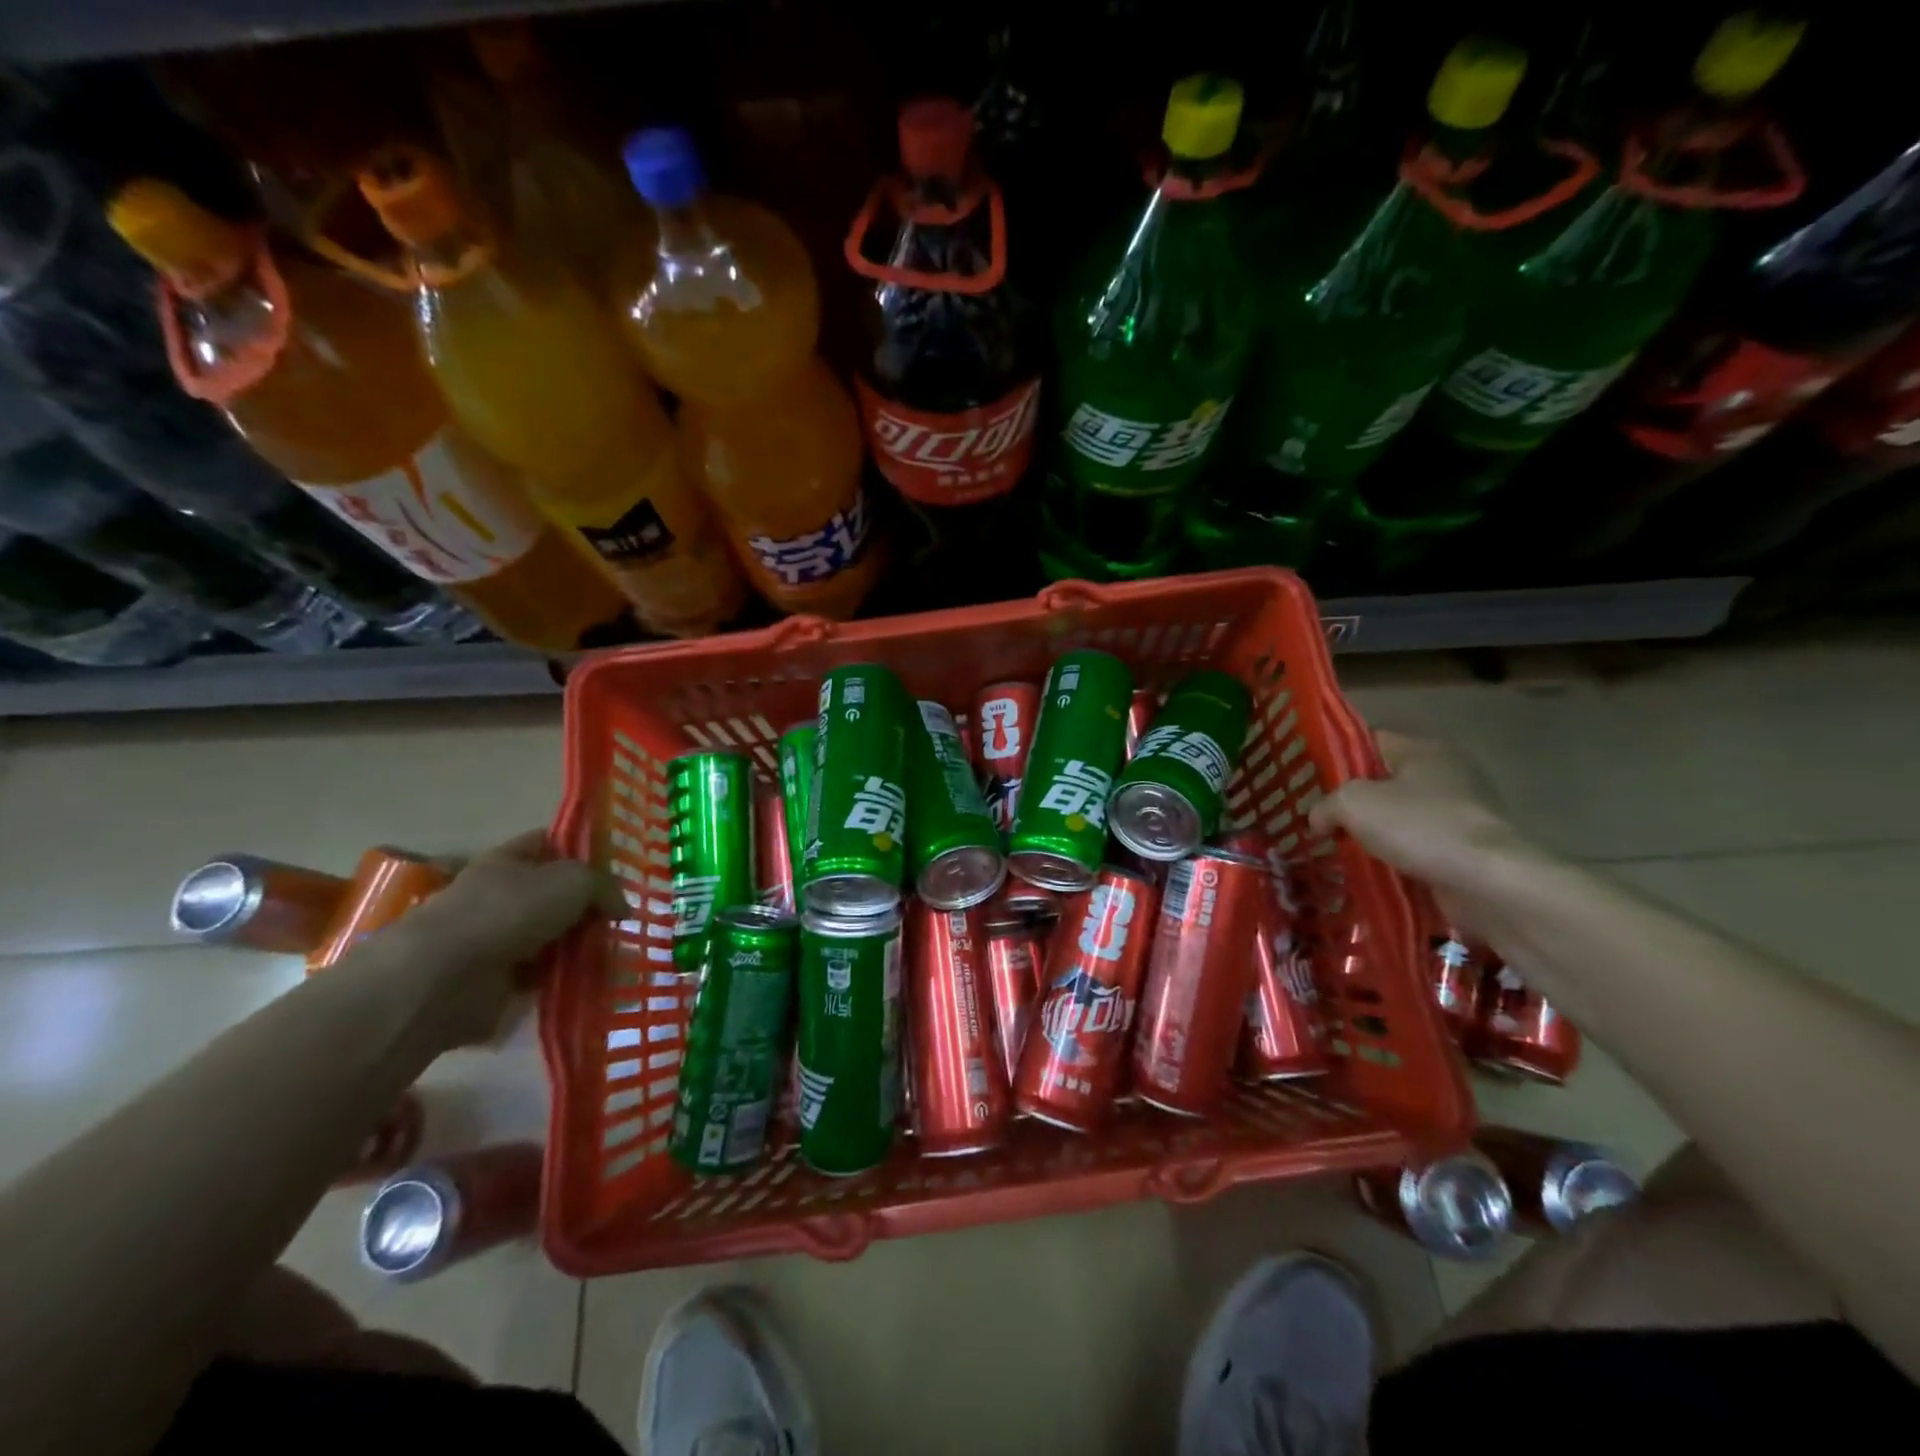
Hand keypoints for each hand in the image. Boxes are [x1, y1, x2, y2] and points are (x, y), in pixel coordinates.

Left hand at [381, 830, 620, 1047]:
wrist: (444, 978)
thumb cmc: (508, 911)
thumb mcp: (573, 881)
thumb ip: (604, 886)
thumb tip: (622, 907)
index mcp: (508, 860)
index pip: (550, 843)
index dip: (582, 850)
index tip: (616, 867)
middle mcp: (500, 896)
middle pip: (555, 895)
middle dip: (589, 906)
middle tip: (624, 918)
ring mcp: (497, 940)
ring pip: (553, 937)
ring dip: (582, 946)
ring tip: (619, 954)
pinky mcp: (497, 982)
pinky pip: (545, 976)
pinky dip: (567, 979)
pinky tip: (597, 981)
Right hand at [1309, 733, 1545, 923]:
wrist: (1489, 884)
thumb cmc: (1420, 827)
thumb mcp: (1353, 803)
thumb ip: (1326, 804)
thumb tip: (1319, 819)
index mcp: (1423, 750)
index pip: (1370, 741)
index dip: (1337, 757)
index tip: (1309, 780)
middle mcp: (1446, 775)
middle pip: (1385, 783)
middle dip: (1353, 803)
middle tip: (1319, 820)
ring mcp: (1462, 815)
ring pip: (1401, 820)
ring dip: (1374, 836)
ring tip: (1338, 851)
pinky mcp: (1468, 852)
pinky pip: (1420, 851)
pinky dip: (1397, 861)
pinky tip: (1371, 874)